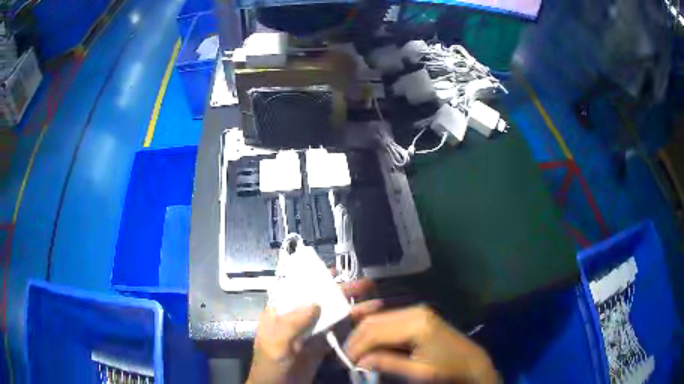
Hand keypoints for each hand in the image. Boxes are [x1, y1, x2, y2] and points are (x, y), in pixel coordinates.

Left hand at [247, 279, 381, 383]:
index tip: (335, 271)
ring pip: (332, 315)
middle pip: (321, 300)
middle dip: (342, 292)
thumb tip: (314, 303)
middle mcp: (296, 319)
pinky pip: (337, 332)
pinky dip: (352, 326)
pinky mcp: (320, 346)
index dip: (315, 278)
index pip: (297, 289)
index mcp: (280, 313)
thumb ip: (291, 324)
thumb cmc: (270, 365)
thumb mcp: (275, 344)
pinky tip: (366, 322)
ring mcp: (310, 332)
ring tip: (375, 303)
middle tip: (366, 285)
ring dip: (352, 308)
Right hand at [346, 305, 496, 382]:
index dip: (357, 346)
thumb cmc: (446, 368)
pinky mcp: (417, 315)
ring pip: (379, 319)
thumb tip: (359, 362)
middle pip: (374, 321)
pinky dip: (376, 332)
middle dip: (358, 339)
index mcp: (416, 324)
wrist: (470, 361)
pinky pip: (388, 320)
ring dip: (365, 335)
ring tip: (358, 353)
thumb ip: (387, 363)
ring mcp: (416, 311)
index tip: (347, 361)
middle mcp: (414, 311)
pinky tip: (372, 345)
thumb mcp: (417, 371)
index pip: (375, 331)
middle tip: (348, 358)